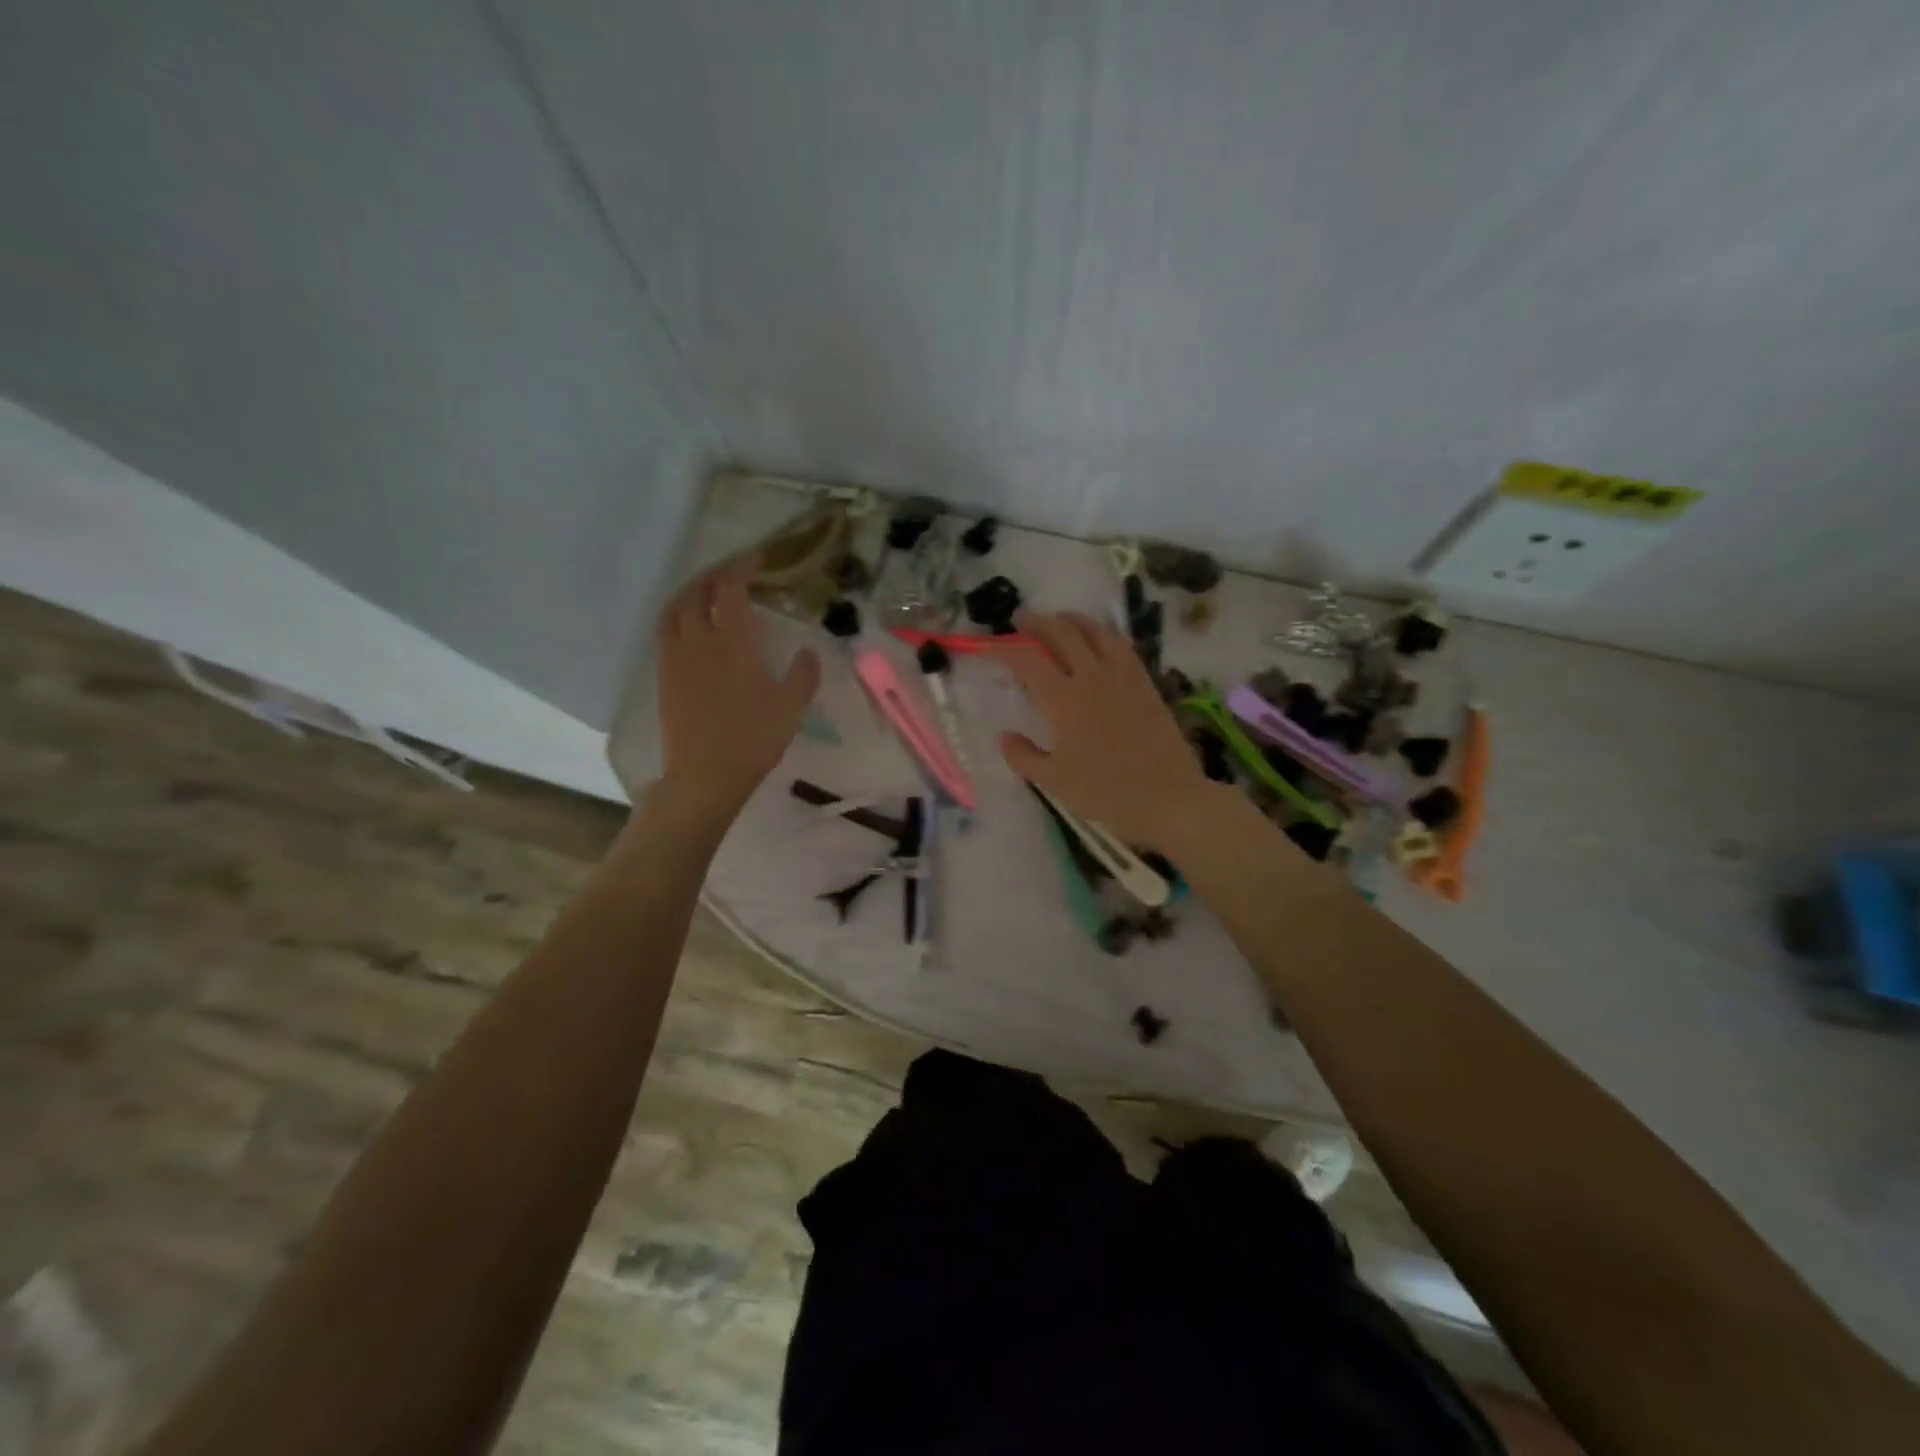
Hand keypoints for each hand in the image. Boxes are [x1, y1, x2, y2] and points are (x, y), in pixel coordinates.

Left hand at [656, 554, 820, 813]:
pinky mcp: (663, 675)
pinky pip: (665, 630)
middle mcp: (699, 641)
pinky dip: (677, 613)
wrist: (704, 775)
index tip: (756, 558)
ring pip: (674, 608)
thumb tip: (809, 651)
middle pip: (697, 592)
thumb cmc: (753, 740)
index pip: (731, 590)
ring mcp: (676, 657)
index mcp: (733, 643)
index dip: (742, 568)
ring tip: (705, 589)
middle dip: (714, 573)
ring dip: (690, 590)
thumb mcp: (791, 708)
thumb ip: (803, 675)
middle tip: (731, 569)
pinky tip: (688, 623)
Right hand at [992, 610, 1209, 846]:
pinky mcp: (1145, 682)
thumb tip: (1004, 736)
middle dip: (1037, 622)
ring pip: (1095, 630)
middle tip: (1020, 621)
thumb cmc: (1107, 793)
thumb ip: (1024, 756)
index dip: (1004, 647)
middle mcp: (1092, 677)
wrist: (1170, 797)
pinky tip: (1098, 640)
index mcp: (1064, 701)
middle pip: (1062, 632)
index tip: (987, 646)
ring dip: (1071, 619)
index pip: (1027, 660)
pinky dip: (1102, 633)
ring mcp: (1123, 676)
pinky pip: (1121, 645)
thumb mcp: (1055, 782)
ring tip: (1058, 620)